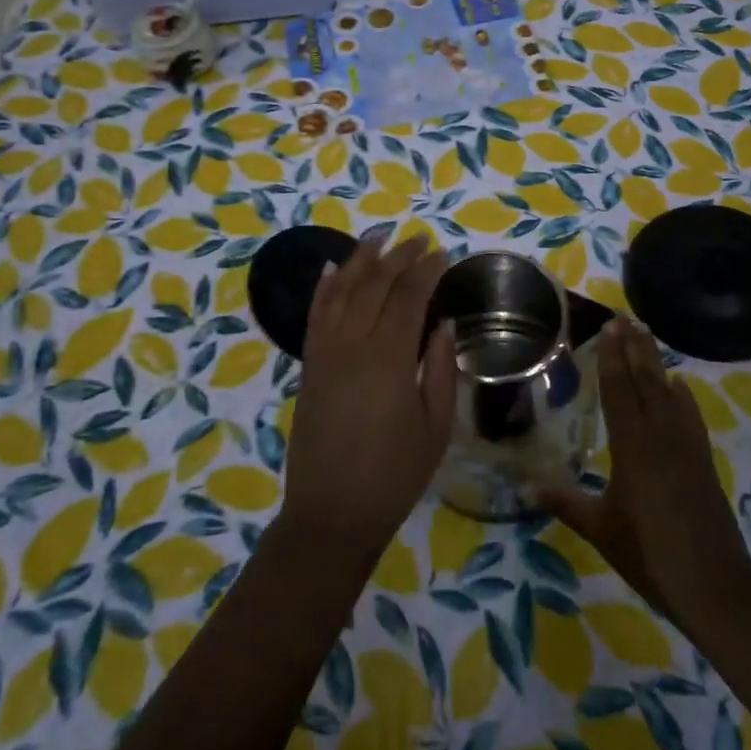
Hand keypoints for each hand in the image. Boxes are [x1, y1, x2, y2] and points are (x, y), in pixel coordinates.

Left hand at [280, 235, 454, 561]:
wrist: (332, 512)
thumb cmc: (394, 475)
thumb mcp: (435, 427)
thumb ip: (441, 369)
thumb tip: (443, 324)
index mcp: (389, 358)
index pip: (408, 297)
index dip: (426, 271)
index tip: (441, 253)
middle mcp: (352, 344)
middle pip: (374, 285)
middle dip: (398, 257)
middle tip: (418, 240)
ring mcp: (325, 352)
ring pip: (341, 290)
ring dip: (360, 260)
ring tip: (379, 237)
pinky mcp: (308, 365)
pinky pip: (315, 314)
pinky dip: (323, 287)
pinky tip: (330, 268)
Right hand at [543, 317, 750, 626]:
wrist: (714, 586)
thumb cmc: (650, 555)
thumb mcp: (601, 530)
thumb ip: (566, 504)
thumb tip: (528, 488)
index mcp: (632, 446)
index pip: (620, 390)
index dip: (613, 357)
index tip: (610, 327)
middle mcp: (661, 435)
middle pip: (647, 380)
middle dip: (636, 347)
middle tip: (626, 317)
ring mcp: (687, 446)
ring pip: (669, 392)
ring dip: (657, 362)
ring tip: (647, 336)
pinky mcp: (703, 460)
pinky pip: (691, 416)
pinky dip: (682, 396)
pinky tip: (679, 386)